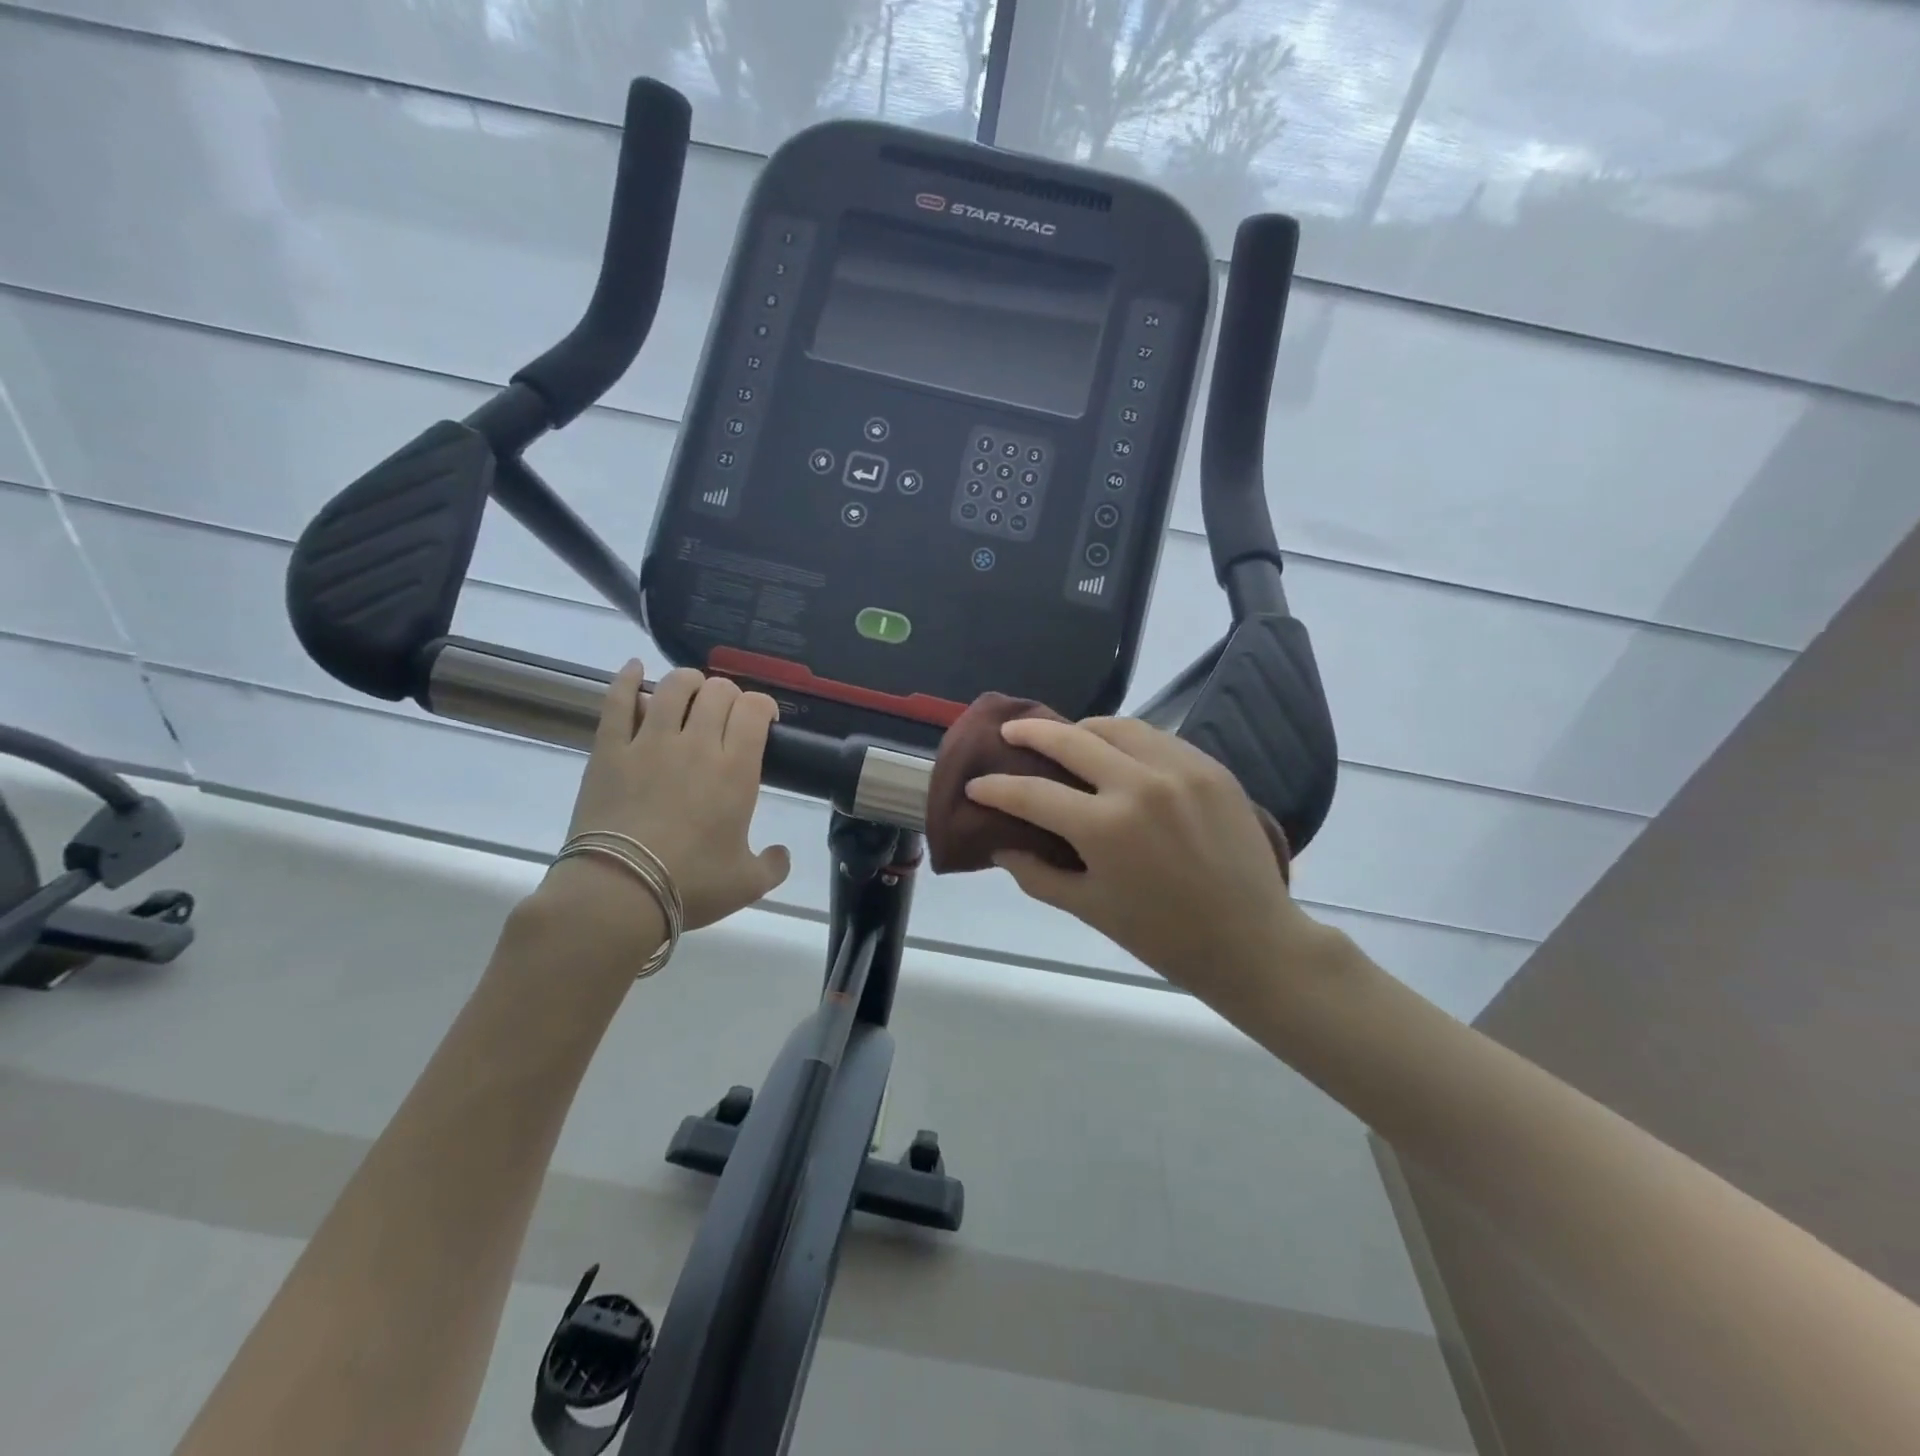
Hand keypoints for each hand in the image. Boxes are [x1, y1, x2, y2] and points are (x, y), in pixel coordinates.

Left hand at [536, 662, 791, 950]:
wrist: (619, 892)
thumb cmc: (691, 885)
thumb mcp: (748, 883)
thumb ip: (774, 865)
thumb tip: (782, 854)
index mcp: (736, 769)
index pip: (754, 710)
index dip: (763, 706)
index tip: (764, 720)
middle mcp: (698, 744)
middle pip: (718, 691)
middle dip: (729, 694)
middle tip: (727, 713)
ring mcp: (650, 742)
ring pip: (673, 686)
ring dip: (688, 681)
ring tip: (691, 691)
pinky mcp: (610, 749)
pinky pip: (618, 701)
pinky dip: (626, 679)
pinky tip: (633, 668)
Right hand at [965, 717, 1341, 1008]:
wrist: (1251, 942)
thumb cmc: (1163, 937)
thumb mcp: (1089, 909)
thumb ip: (1037, 874)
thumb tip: (1001, 847)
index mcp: (1105, 828)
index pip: (1032, 794)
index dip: (996, 788)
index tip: (976, 785)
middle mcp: (1140, 784)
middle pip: (1071, 738)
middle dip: (1031, 733)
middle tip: (1010, 733)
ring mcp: (1180, 770)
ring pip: (1117, 726)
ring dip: (1082, 729)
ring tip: (1066, 739)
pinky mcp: (1210, 767)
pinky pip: (1157, 738)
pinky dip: (1127, 740)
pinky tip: (1118, 755)